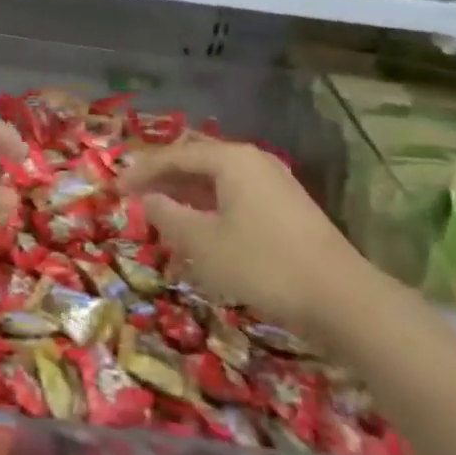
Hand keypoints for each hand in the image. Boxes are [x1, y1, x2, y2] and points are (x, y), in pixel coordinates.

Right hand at [119, 136, 384, 344]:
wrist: (342, 298)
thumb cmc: (263, 265)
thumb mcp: (204, 243)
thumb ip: (169, 216)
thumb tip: (148, 200)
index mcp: (231, 159)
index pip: (175, 155)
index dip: (141, 171)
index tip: (114, 188)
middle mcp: (253, 161)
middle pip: (197, 161)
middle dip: (163, 177)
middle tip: (133, 195)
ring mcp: (274, 183)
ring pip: (217, 180)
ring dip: (185, 193)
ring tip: (159, 211)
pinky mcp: (286, 208)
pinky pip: (235, 195)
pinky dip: (209, 206)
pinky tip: (198, 228)